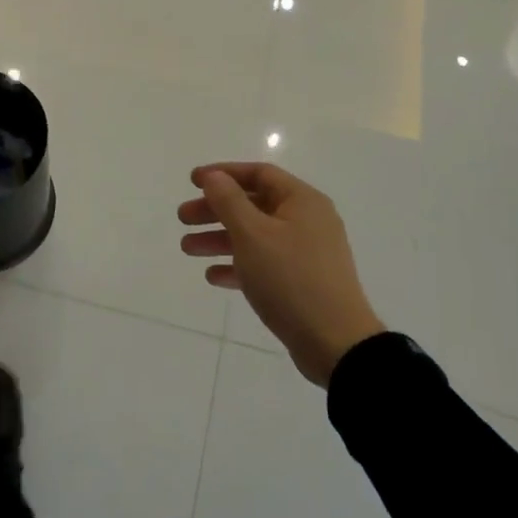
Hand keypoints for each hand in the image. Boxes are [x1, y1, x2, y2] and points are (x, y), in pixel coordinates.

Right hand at [179, 162, 384, 386]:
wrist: (335, 343)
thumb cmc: (291, 278)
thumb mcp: (253, 234)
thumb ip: (229, 201)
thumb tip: (214, 176)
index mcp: (302, 201)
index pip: (259, 173)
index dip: (223, 173)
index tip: (193, 181)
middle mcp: (307, 221)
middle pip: (254, 205)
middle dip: (215, 210)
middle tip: (182, 219)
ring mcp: (306, 253)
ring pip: (255, 236)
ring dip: (220, 239)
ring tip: (187, 249)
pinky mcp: (302, 282)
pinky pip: (264, 264)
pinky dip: (238, 266)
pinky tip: (213, 277)